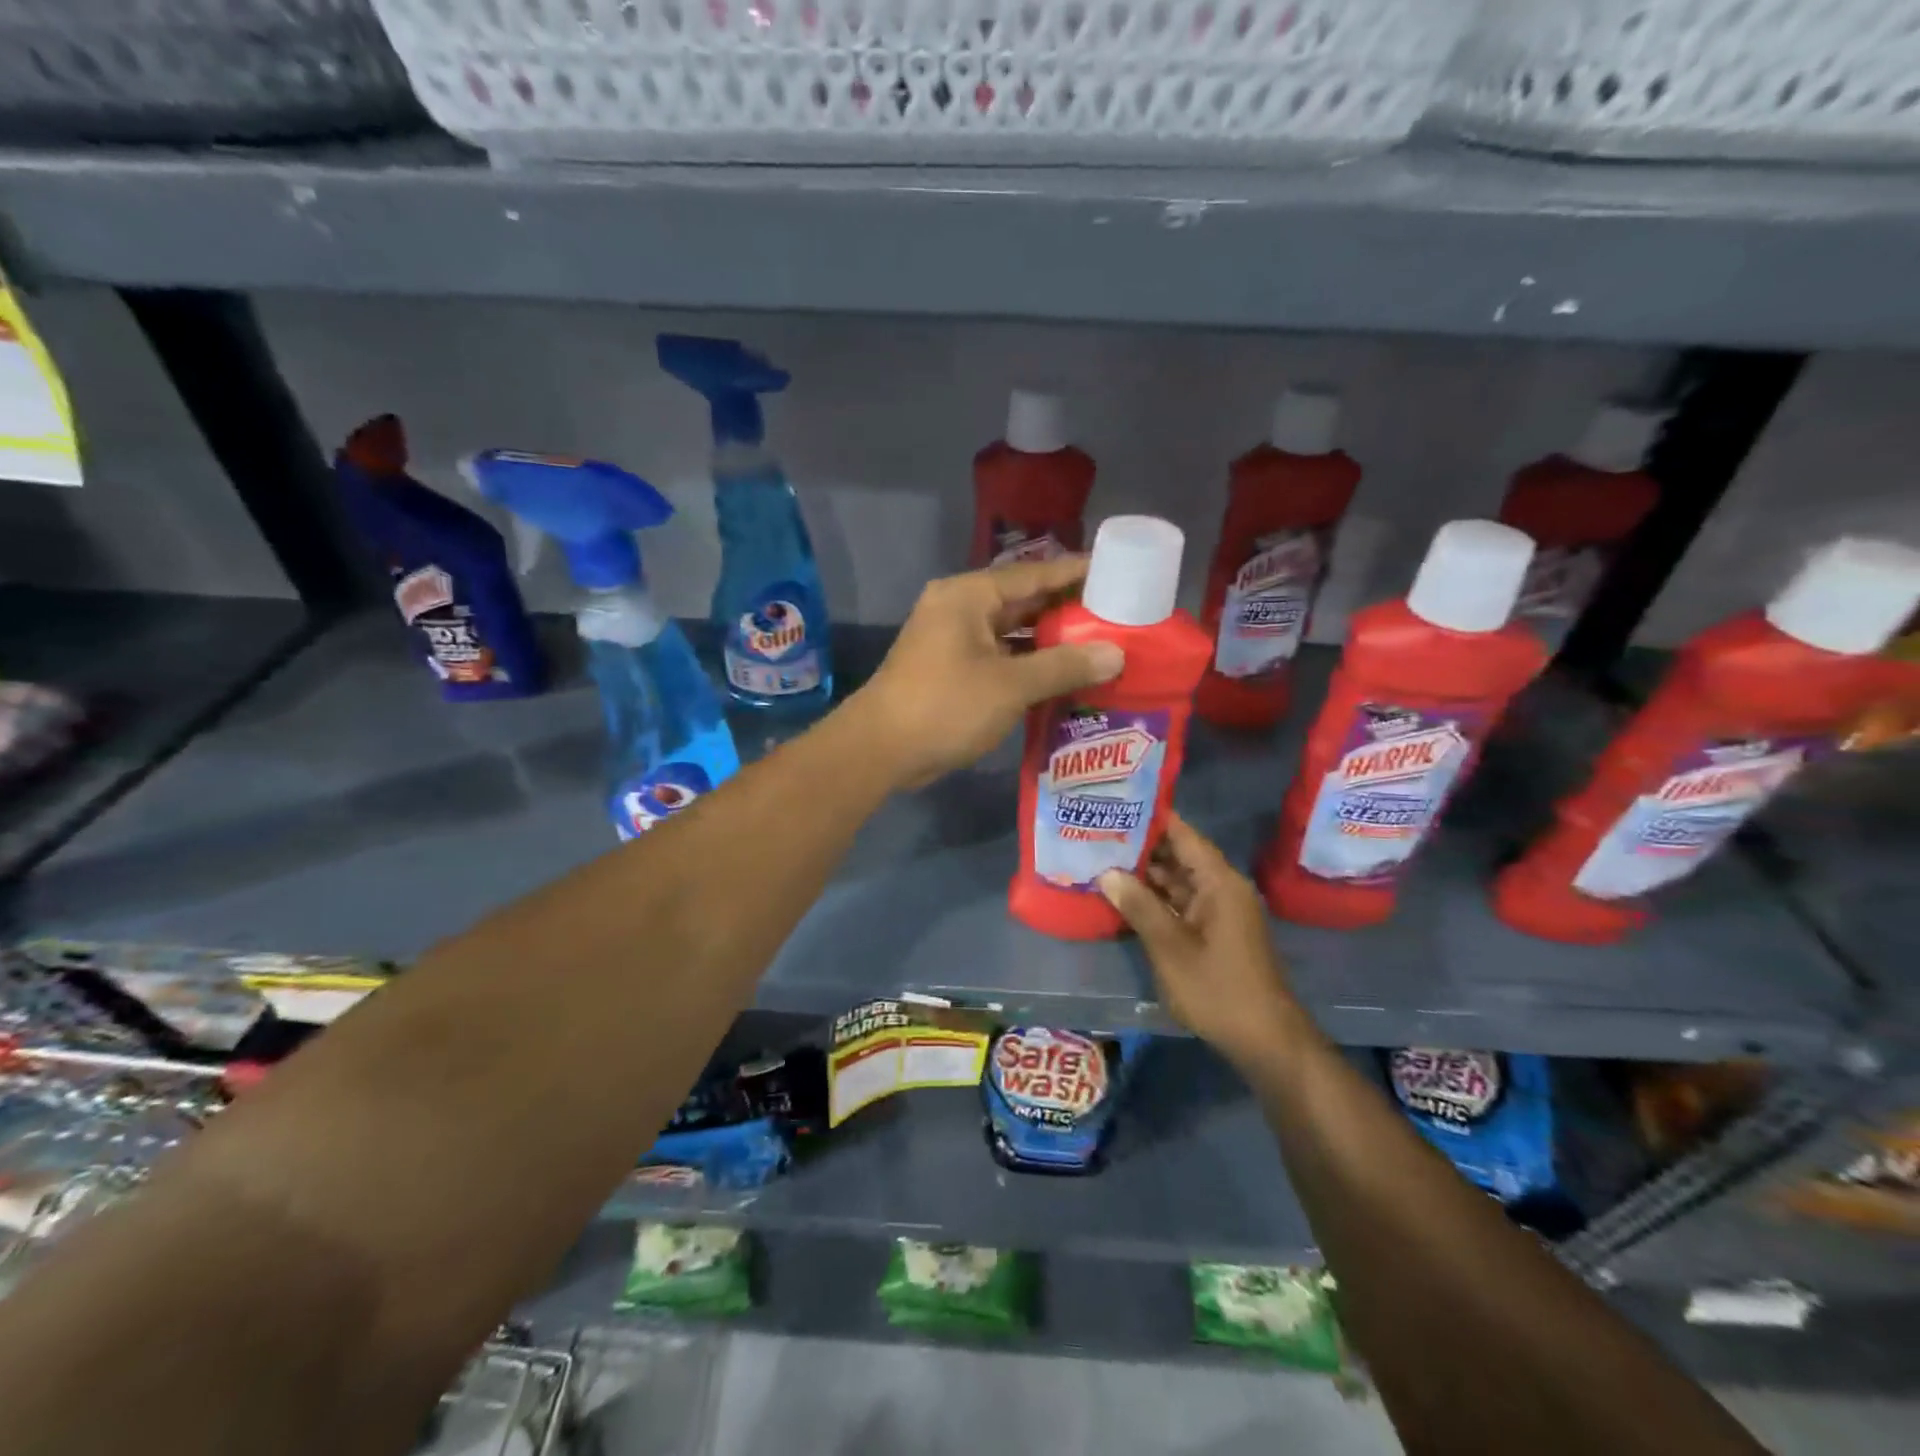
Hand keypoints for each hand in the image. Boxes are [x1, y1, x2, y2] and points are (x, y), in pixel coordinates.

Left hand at [850, 556, 1123, 789]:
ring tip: (1100, 646)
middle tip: (1118, 615)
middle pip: (1023, 601)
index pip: (1033, 574)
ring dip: (1049, 641)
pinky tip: (1063, 677)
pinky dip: (1028, 665)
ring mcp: (952, 641)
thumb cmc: (945, 706)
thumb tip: (1116, 654)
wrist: (881, 749)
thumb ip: (1064, 665)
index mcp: (969, 596)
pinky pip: (999, 657)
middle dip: (1067, 610)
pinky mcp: (951, 670)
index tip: (1118, 572)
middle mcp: (959, 609)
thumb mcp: (1011, 685)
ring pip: (1011, 633)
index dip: (1076, 573)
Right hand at [1097, 814, 1301, 1069]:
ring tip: (1103, 859)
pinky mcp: (1215, 932)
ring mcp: (1220, 911)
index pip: (1183, 834)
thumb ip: (1139, 906)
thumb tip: (1106, 872)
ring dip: (1145, 874)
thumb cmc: (1218, 989)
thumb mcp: (1171, 947)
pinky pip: (1182, 902)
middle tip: (1098, 833)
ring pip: (1178, 881)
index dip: (1152, 818)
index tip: (1116, 805)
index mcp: (1219, 882)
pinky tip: (1125, 896)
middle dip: (1141, 846)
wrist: (1265, 1040)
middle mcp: (1222, 888)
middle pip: (1179, 855)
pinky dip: (1156, 898)